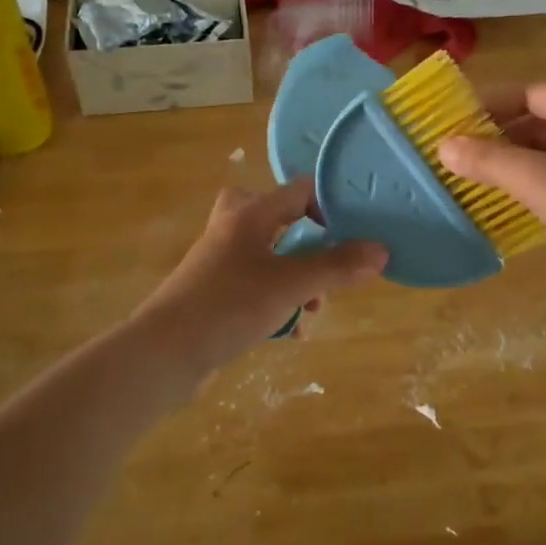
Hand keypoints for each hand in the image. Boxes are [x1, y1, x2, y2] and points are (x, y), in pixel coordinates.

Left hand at [132, 180, 386, 374]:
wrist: (164, 354)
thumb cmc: (228, 306)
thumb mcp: (290, 285)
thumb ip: (336, 267)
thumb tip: (381, 250)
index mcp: (249, 214)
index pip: (299, 190)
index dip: (331, 205)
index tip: (356, 232)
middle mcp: (232, 230)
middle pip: (279, 219)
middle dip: (309, 243)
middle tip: (327, 262)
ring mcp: (220, 262)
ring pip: (270, 256)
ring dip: (296, 278)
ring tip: (314, 306)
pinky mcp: (215, 293)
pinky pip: (256, 286)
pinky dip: (276, 301)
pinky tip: (290, 331)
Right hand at [437, 83, 545, 299]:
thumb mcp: (541, 180)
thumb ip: (490, 161)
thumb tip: (443, 145)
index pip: (527, 91)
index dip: (487, 104)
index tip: (450, 123)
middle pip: (539, 122)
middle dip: (498, 138)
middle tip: (456, 159)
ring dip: (516, 167)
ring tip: (475, 185)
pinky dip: (538, 190)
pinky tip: (514, 210)